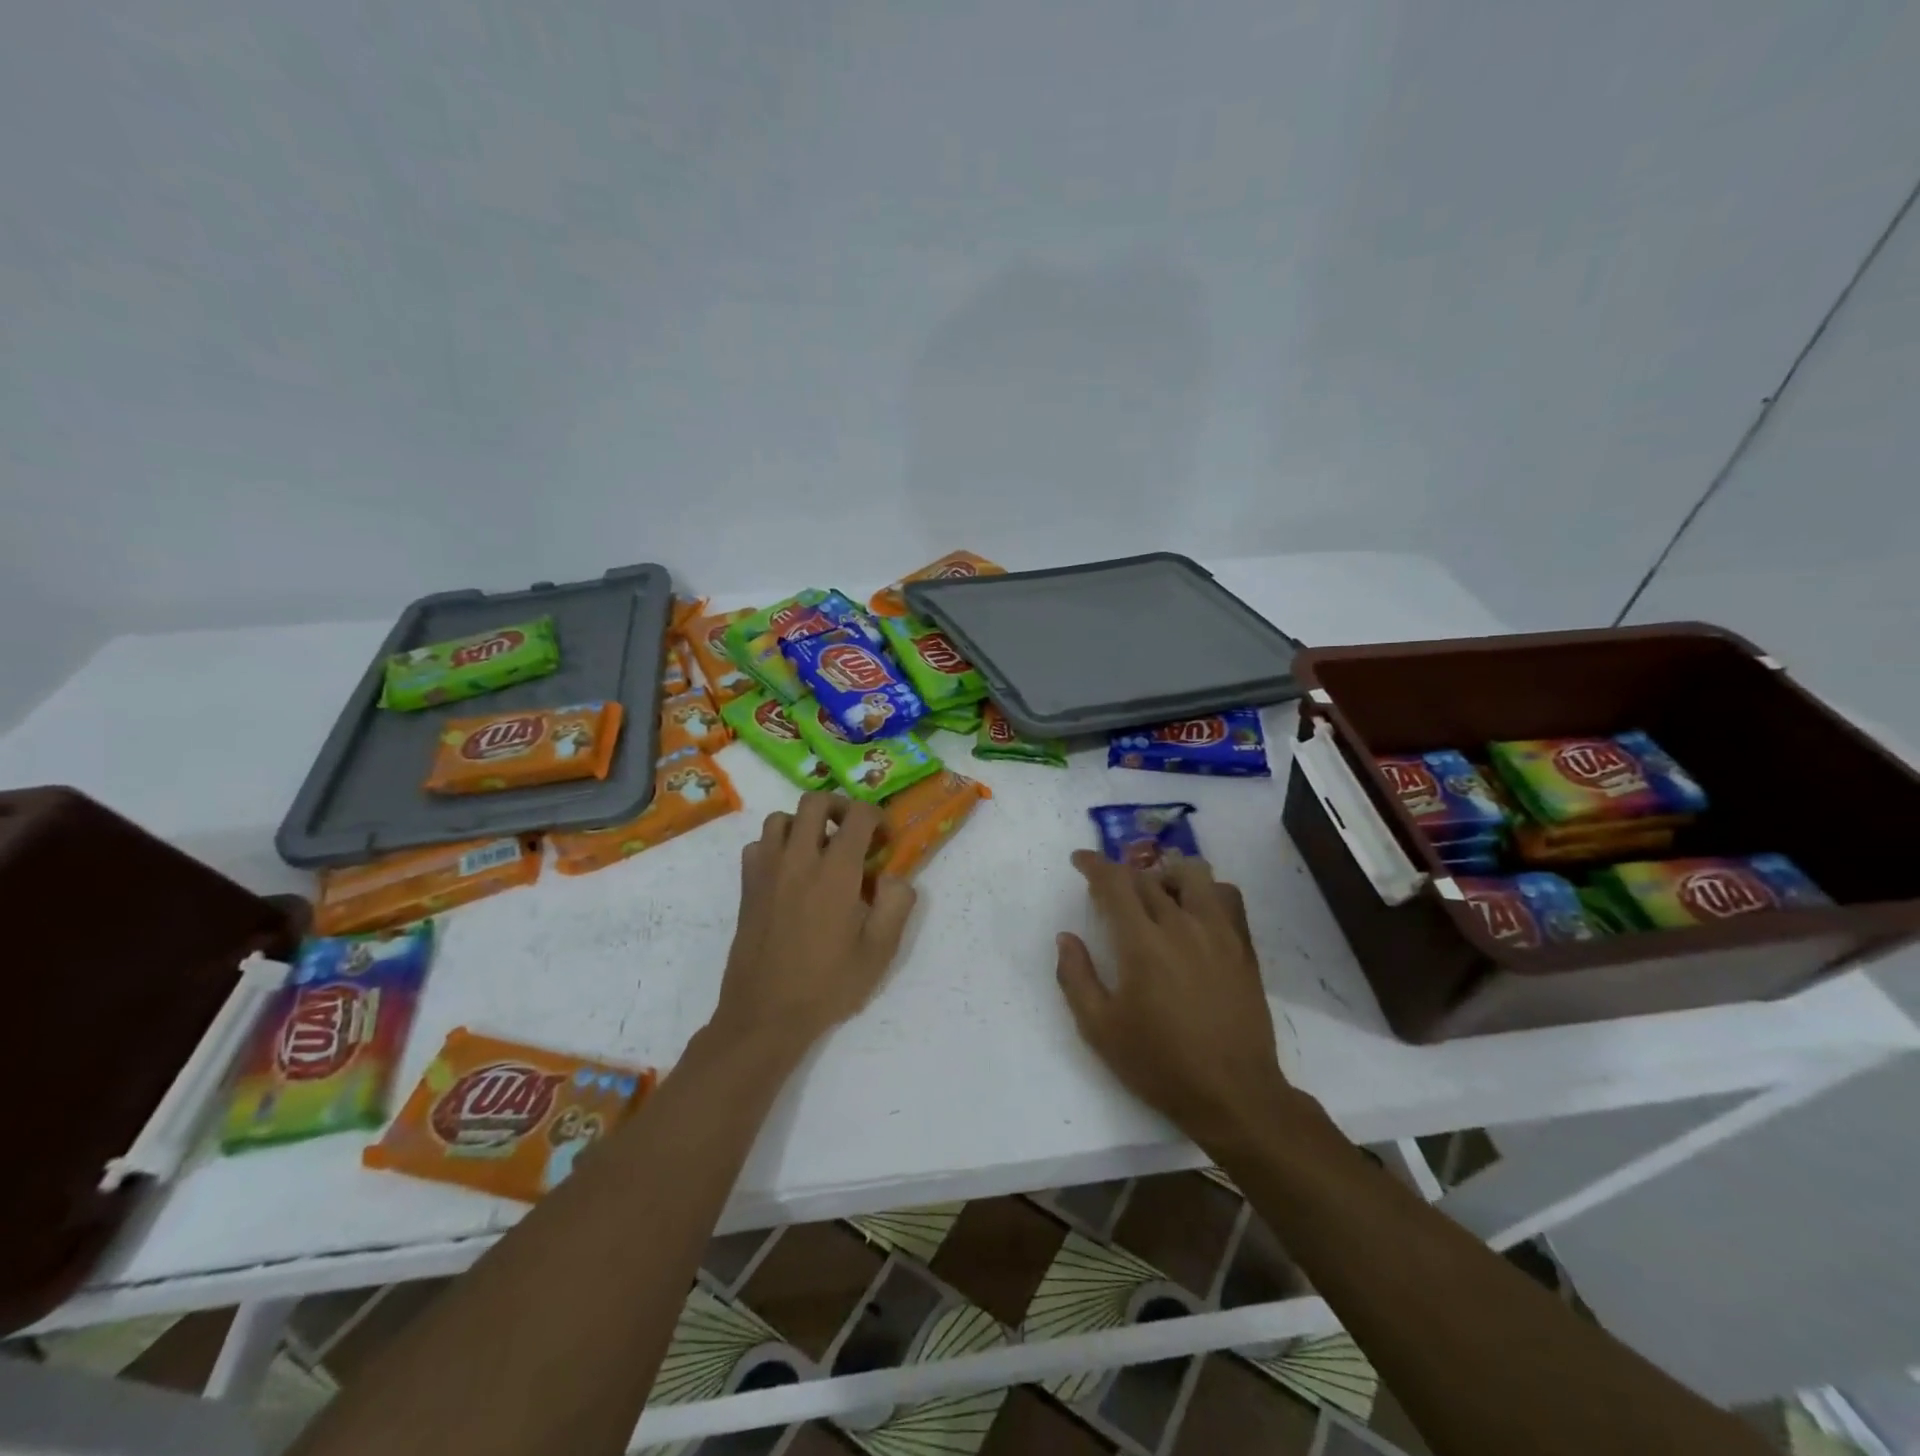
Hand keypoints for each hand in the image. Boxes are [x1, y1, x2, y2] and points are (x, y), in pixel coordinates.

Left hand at [711, 791, 917, 1053]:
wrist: (765, 1014)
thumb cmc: (828, 984)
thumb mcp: (879, 951)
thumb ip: (897, 904)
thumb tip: (895, 876)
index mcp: (836, 872)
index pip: (857, 816)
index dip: (876, 818)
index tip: (884, 840)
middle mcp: (798, 859)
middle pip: (814, 801)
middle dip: (839, 807)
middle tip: (853, 833)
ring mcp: (767, 870)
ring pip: (781, 818)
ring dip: (804, 824)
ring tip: (819, 850)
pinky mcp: (747, 887)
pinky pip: (758, 845)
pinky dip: (775, 845)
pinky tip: (789, 872)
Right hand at [1055, 851, 1292, 1153]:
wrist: (1234, 1094)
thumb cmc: (1160, 1063)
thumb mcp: (1101, 1029)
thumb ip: (1076, 977)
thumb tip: (1065, 938)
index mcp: (1142, 943)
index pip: (1114, 882)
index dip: (1094, 864)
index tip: (1079, 860)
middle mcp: (1181, 925)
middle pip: (1148, 877)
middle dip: (1122, 876)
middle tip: (1109, 892)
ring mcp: (1218, 932)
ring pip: (1192, 875)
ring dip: (1166, 875)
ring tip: (1155, 894)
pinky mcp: (1243, 947)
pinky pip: (1227, 896)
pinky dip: (1207, 891)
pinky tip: (1196, 911)